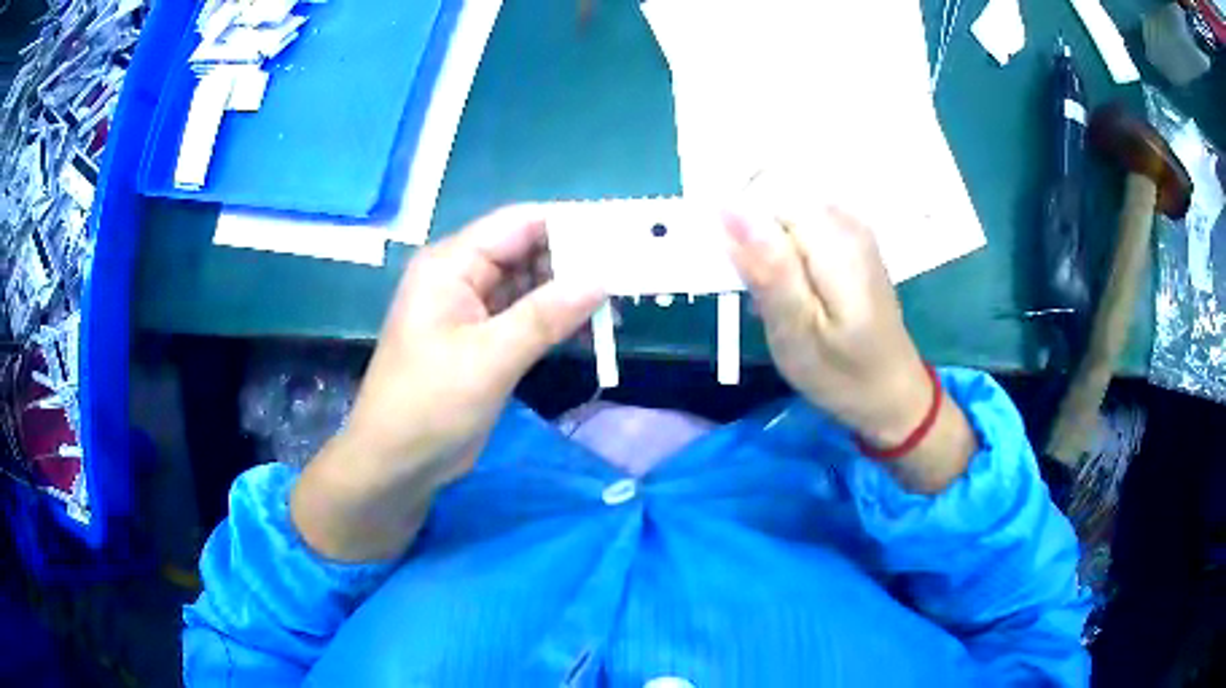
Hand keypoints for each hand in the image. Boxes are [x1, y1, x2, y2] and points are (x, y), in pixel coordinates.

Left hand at [292, 206, 604, 559]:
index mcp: (451, 265)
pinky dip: (557, 321)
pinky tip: (593, 330)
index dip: (569, 224)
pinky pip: (527, 317)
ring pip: (531, 285)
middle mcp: (462, 277)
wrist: (396, 463)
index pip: (518, 224)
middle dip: (576, 261)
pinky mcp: (484, 340)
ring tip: (621, 301)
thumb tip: (601, 279)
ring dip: (571, 293)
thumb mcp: (489, 358)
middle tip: (630, 271)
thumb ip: (545, 315)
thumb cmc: (430, 404)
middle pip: (528, 251)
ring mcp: (473, 309)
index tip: (620, 234)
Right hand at [725, 207, 974, 492]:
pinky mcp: (849, 239)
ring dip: (764, 250)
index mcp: (836, 242)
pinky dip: (782, 255)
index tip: (730, 270)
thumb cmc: (843, 376)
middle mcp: (846, 221)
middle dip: (751, 239)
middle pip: (775, 202)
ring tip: (769, 298)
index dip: (737, 224)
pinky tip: (787, 291)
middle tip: (753, 295)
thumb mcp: (797, 335)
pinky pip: (799, 228)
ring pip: (783, 215)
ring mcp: (851, 227)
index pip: (765, 196)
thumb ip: (768, 270)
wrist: (892, 393)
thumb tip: (731, 210)